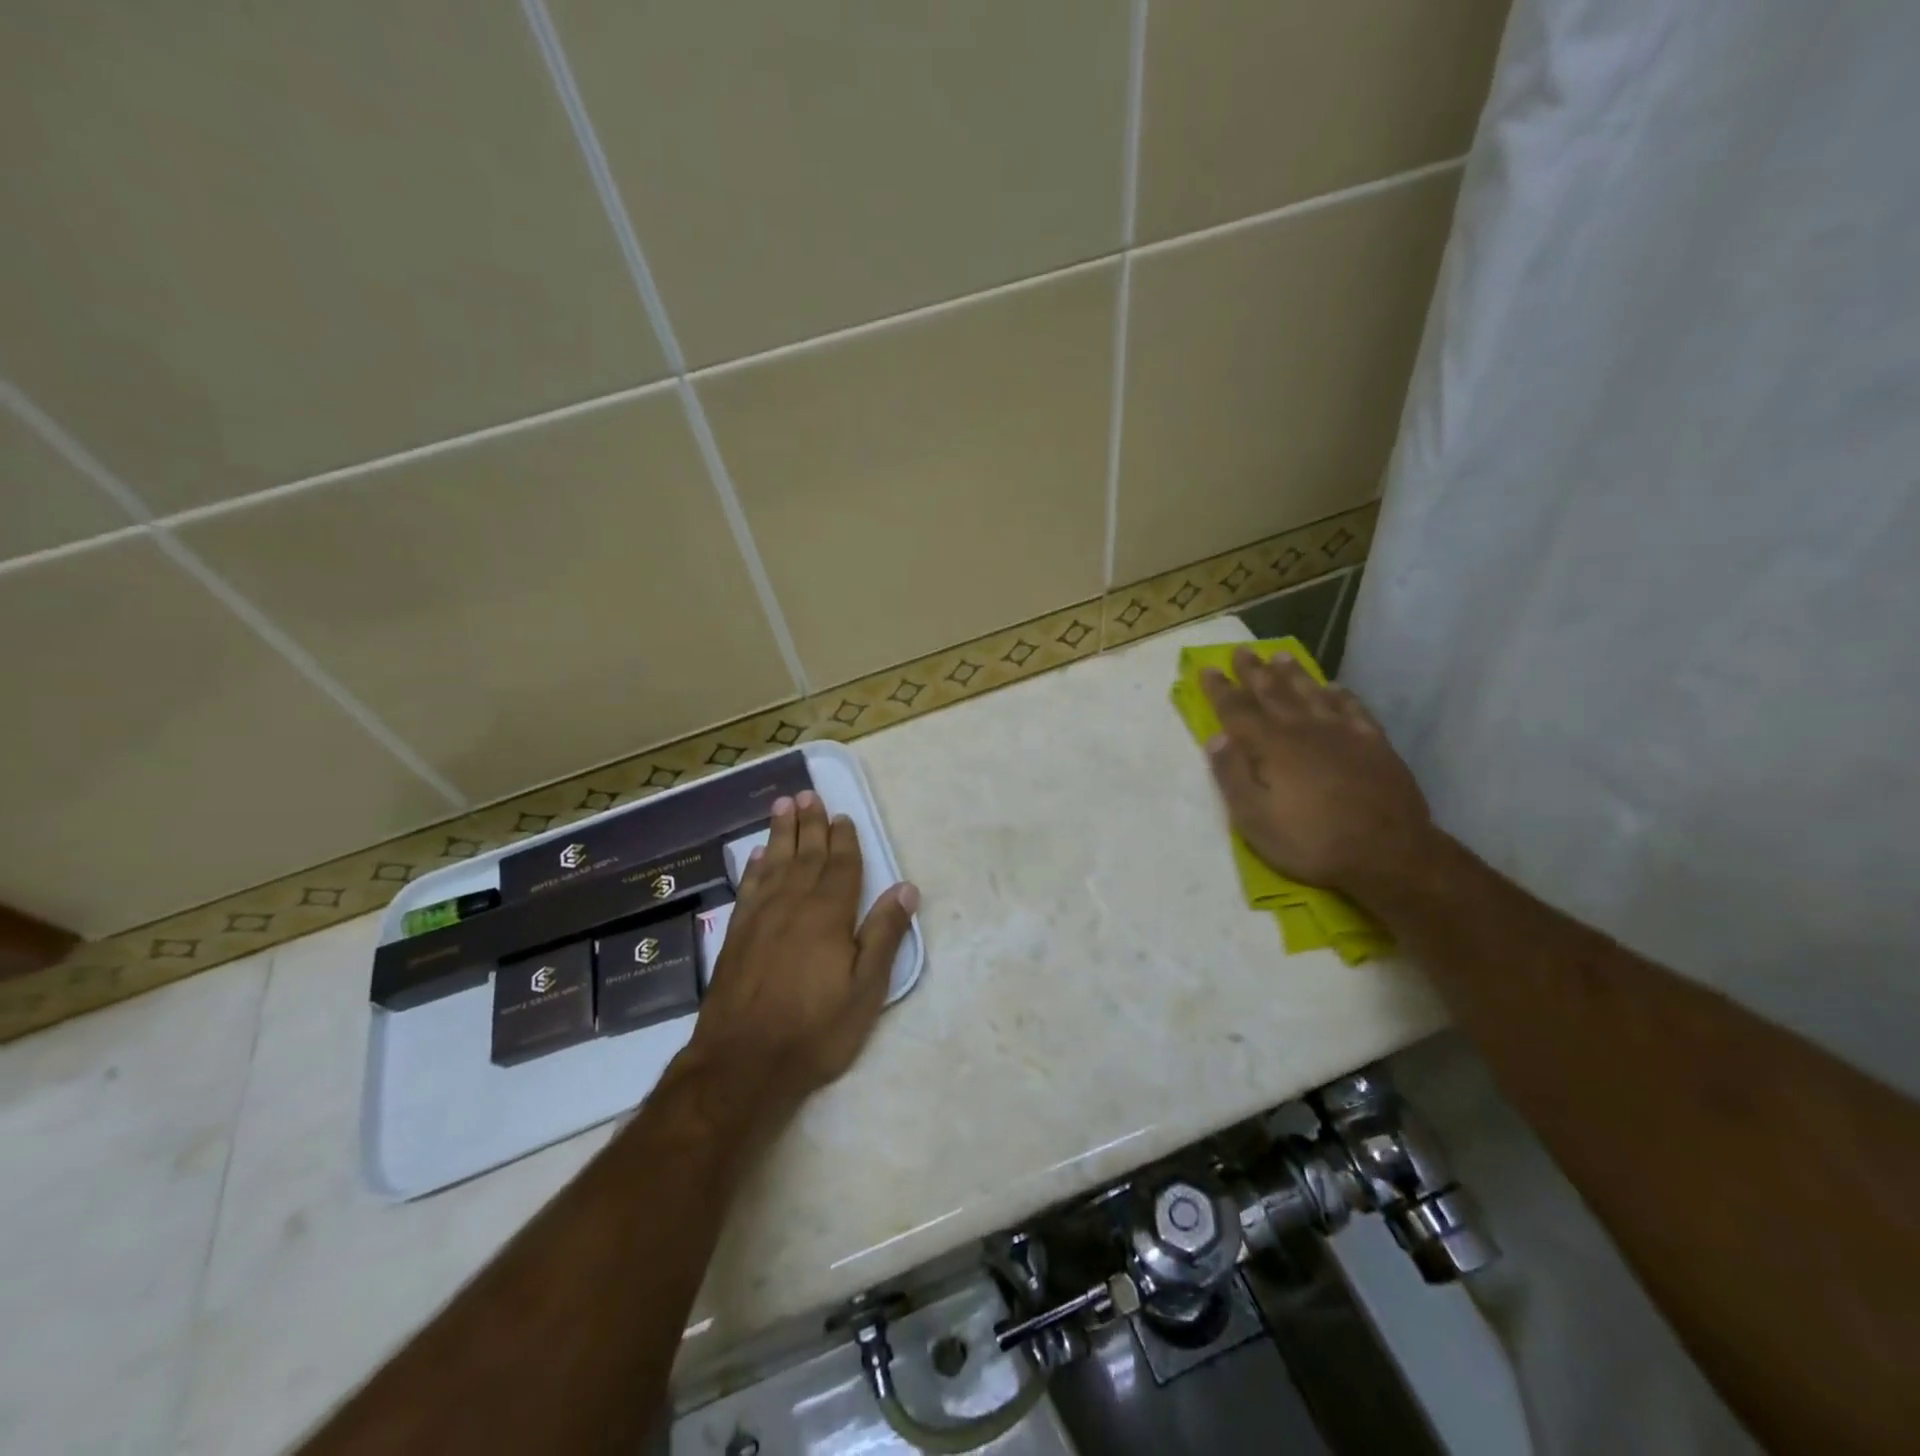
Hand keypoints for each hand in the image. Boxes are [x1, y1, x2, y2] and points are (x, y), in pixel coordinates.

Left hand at [684, 790, 917, 1123]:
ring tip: (783, 805)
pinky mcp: (736, 935)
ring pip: (774, 863)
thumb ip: (883, 935)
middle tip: (808, 794)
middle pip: (805, 855)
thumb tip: (906, 888)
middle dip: (810, 824)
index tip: (842, 815)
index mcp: (828, 915)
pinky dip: (755, 867)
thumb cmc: (814, 1030)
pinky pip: (749, 887)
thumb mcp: (865, 990)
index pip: (840, 866)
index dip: (843, 840)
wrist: (742, 1063)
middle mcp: (793, 905)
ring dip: (780, 833)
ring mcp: (760, 918)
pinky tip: (757, 855)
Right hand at [1201, 647, 1433, 898]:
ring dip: (1294, 674)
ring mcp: (1343, 734)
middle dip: (1254, 671)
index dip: (1220, 690)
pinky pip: (1353, 709)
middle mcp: (1305, 730)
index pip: (1237, 710)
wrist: (1389, 853)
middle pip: (1274, 693)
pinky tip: (1334, 687)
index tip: (1207, 668)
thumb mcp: (1255, 820)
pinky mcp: (1374, 744)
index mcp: (1272, 747)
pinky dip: (1340, 695)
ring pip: (1312, 693)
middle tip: (1241, 650)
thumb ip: (1232, 776)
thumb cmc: (1312, 841)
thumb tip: (1215, 738)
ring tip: (1280, 656)